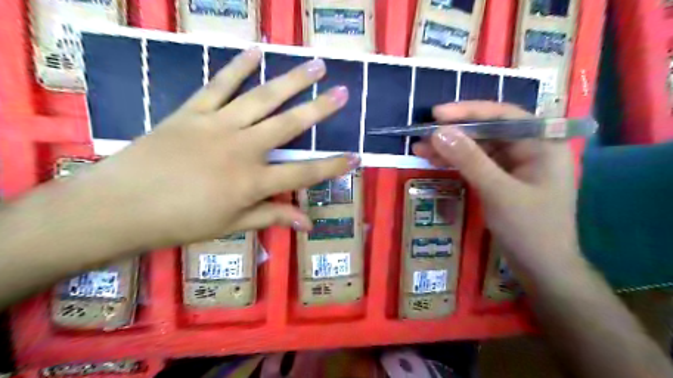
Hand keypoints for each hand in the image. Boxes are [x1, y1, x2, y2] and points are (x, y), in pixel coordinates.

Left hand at [58, 47, 356, 248]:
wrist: (121, 206)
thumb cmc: (181, 222)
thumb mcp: (232, 225)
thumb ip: (272, 217)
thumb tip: (308, 225)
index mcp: (253, 182)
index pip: (304, 173)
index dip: (333, 166)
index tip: (356, 157)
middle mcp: (243, 148)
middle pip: (289, 125)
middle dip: (320, 109)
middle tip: (342, 91)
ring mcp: (217, 125)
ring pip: (261, 98)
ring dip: (290, 81)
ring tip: (313, 65)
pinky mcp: (192, 112)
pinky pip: (220, 85)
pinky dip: (238, 67)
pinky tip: (256, 51)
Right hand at [414, 101, 581, 277]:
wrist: (541, 269)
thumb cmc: (530, 229)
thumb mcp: (498, 192)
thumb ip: (469, 160)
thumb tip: (438, 132)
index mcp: (543, 144)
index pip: (504, 116)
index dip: (469, 111)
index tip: (437, 114)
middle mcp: (530, 149)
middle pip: (488, 131)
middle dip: (455, 133)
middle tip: (423, 134)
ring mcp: (515, 165)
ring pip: (479, 148)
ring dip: (450, 148)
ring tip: (420, 148)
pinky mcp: (502, 179)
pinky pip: (476, 164)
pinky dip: (456, 162)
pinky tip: (435, 160)